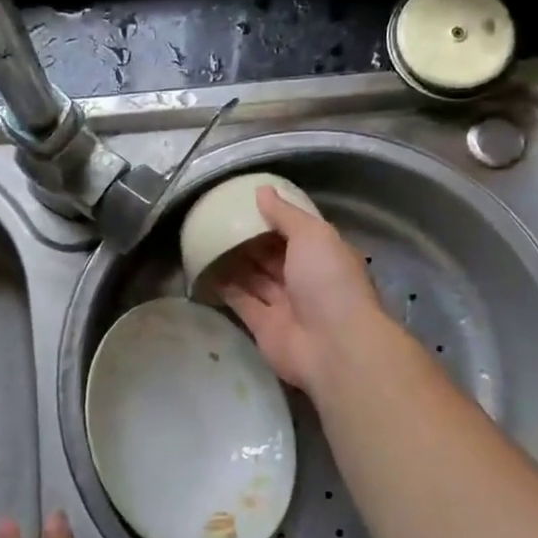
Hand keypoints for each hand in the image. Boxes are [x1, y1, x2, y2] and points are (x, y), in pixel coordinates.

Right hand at [215, 185, 384, 390]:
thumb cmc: (328, 281)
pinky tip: (204, 270)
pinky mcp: (263, 327)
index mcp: (324, 255)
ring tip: (206, 241)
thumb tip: (262, 191)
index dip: (274, 219)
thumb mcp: (312, 235)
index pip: (297, 232)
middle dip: (250, 240)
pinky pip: (241, 302)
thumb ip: (286, 214)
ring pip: (255, 279)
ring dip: (234, 262)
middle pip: (273, 256)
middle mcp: (305, 279)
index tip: (246, 205)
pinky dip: (225, 288)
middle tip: (219, 221)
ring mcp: (285, 305)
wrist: (333, 346)